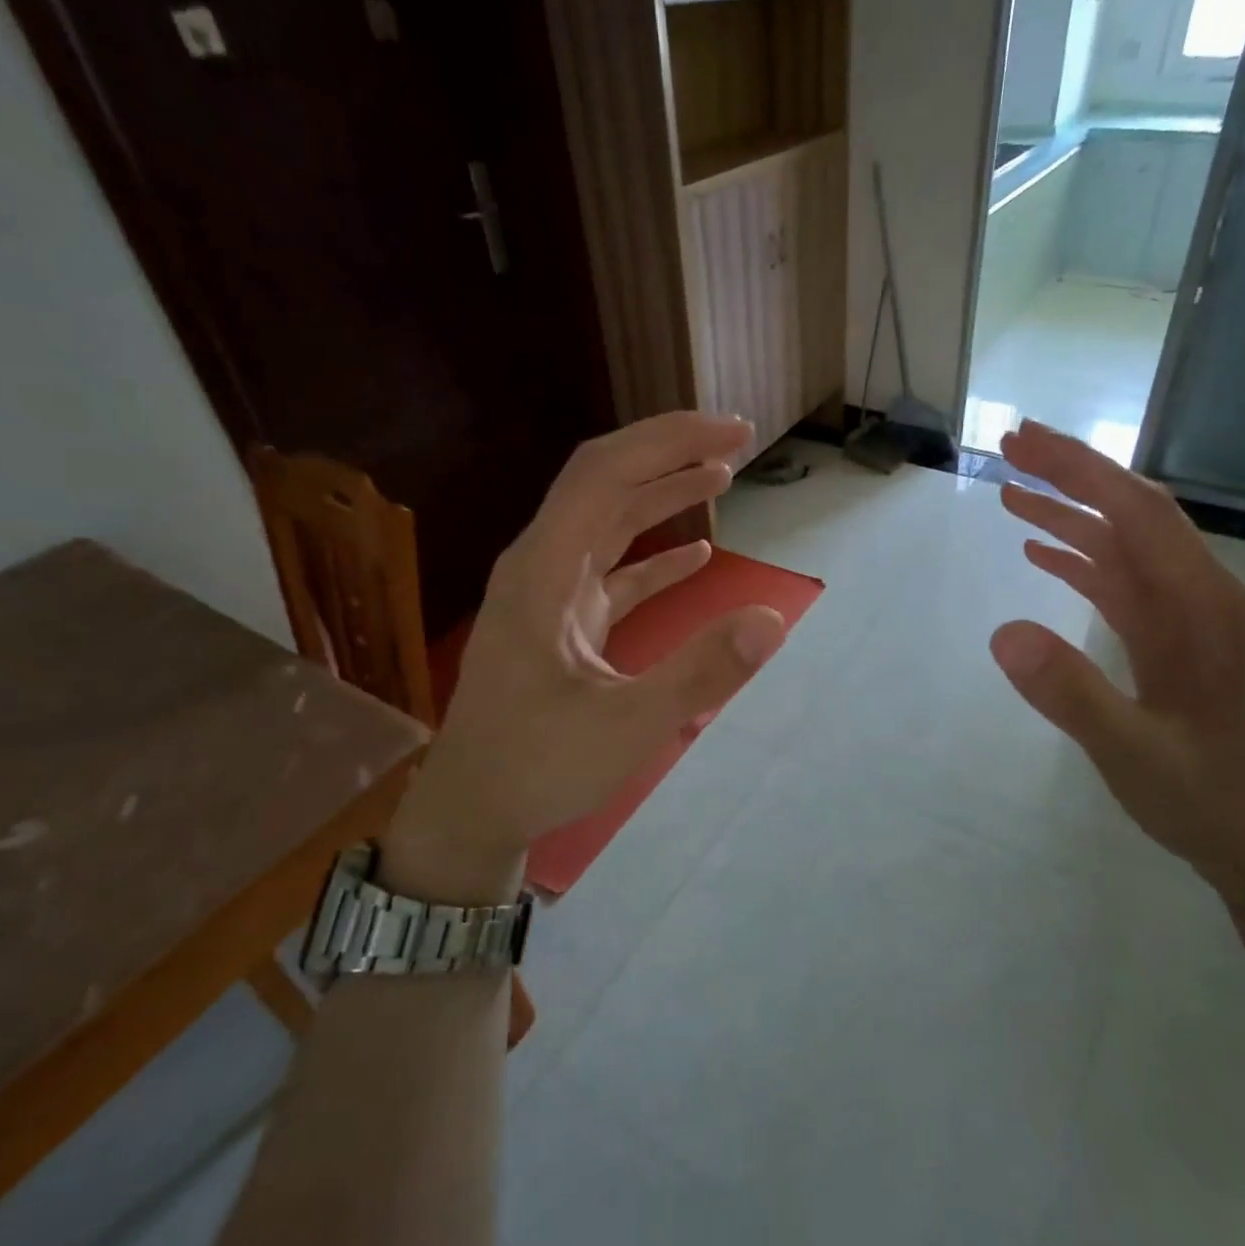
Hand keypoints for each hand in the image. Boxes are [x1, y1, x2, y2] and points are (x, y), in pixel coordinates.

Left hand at [382, 413, 786, 900]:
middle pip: (605, 482)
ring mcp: (550, 594)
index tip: (732, 434)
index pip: (604, 474)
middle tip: (737, 440)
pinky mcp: (562, 623)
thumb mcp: (625, 728)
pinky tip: (698, 554)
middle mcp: (541, 567)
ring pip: (608, 521)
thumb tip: (772, 620)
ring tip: (722, 476)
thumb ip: (699, 673)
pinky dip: (655, 555)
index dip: (668, 442)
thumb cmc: (537, 768)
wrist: (472, 811)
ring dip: (663, 494)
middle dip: (670, 452)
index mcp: (543, 573)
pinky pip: (613, 570)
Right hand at [988, 421, 1244, 900]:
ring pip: (1123, 547)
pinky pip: (1121, 585)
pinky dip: (1079, 562)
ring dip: (1068, 517)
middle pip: (1131, 515)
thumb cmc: (1210, 801)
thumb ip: (1071, 693)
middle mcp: (1202, 597)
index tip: (1024, 443)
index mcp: (1208, 608)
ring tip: (1009, 494)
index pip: (1139, 514)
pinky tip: (1040, 555)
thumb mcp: (1134, 754)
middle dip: (1071, 476)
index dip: (1081, 470)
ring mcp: (1187, 619)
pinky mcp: (1172, 641)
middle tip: (1007, 450)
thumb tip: (1001, 632)